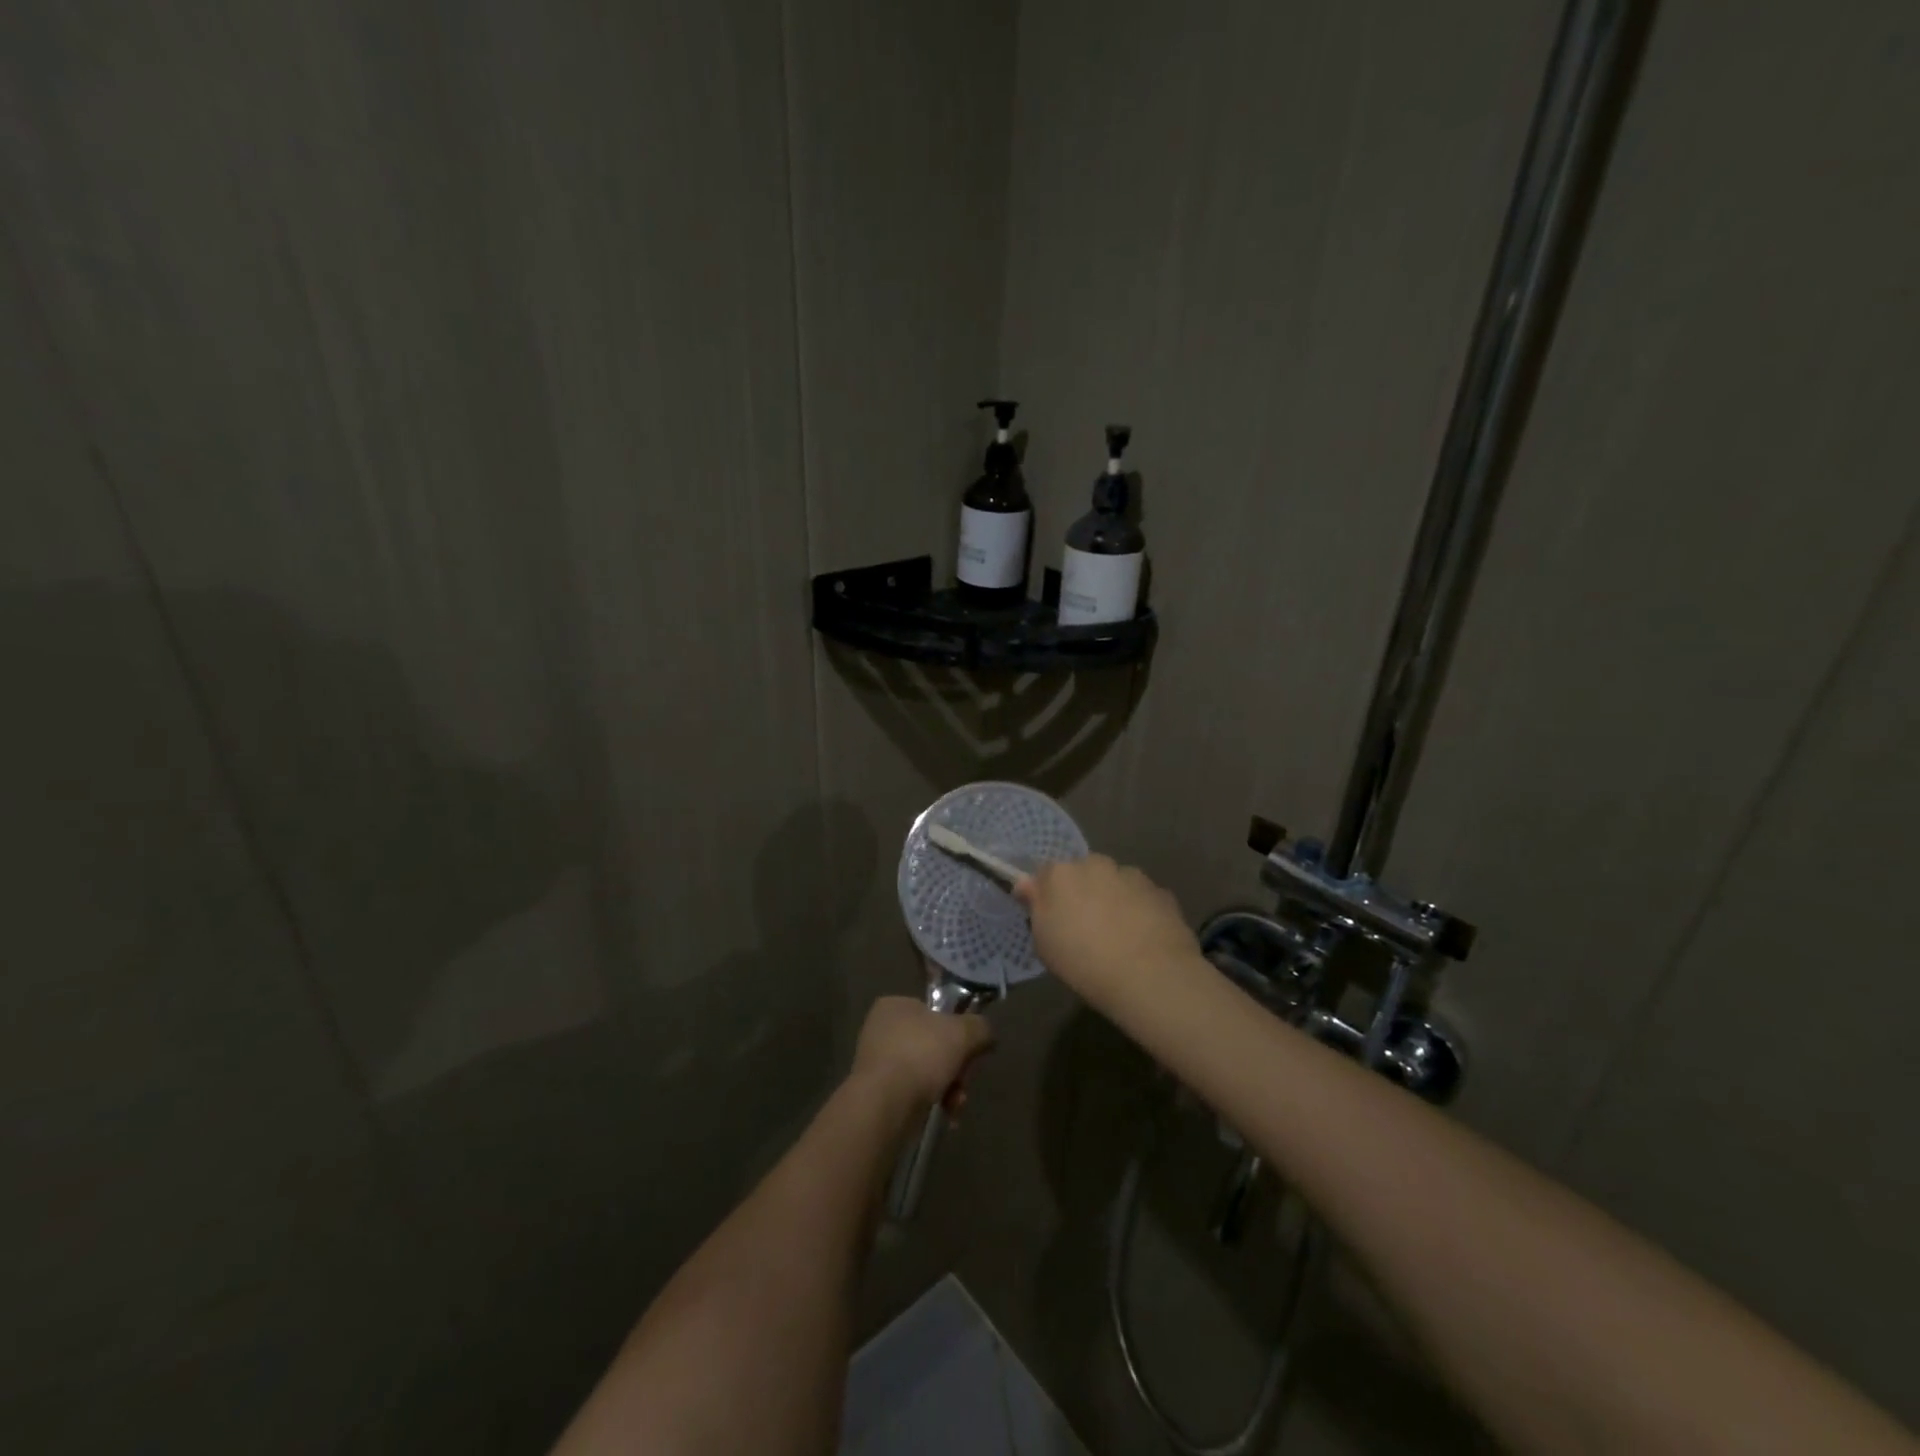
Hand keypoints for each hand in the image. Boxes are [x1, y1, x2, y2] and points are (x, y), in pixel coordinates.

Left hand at [851, 995, 994, 1116]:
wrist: (885, 1103)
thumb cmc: (922, 1054)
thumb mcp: (963, 1032)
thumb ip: (980, 1027)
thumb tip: (985, 1034)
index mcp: (895, 1005)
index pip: (934, 1012)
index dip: (957, 1030)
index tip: (971, 1049)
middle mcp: (882, 1029)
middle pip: (934, 1044)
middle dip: (956, 1066)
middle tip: (964, 1080)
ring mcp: (877, 1062)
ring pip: (926, 1070)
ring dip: (949, 1086)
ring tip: (956, 1103)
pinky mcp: (877, 1092)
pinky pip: (914, 1091)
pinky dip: (933, 1100)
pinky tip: (946, 1113)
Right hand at [1014, 854, 1199, 1004]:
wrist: (1149, 975)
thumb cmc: (1083, 961)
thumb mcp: (1044, 943)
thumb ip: (1036, 907)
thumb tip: (1027, 885)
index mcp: (1061, 873)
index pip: (1046, 873)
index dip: (1048, 894)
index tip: (1051, 917)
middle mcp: (1096, 864)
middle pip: (1084, 873)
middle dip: (1083, 892)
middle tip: (1085, 928)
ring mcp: (1132, 875)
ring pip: (1115, 883)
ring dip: (1113, 899)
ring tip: (1118, 936)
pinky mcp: (1161, 892)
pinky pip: (1142, 898)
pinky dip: (1139, 911)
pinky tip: (1142, 939)